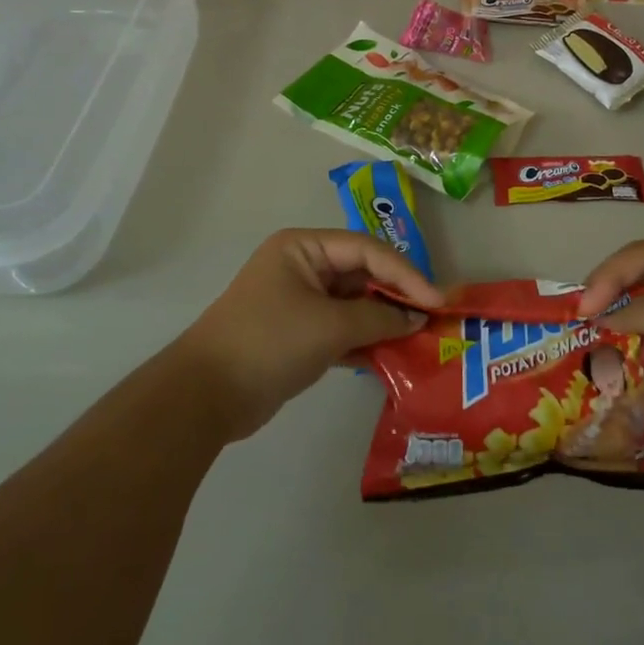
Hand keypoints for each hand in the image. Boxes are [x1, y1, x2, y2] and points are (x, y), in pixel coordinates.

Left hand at [175, 228, 444, 440]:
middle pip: (362, 274)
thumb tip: (416, 320)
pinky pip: (342, 329)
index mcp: (303, 247)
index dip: (406, 273)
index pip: (367, 250)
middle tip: (433, 317)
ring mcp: (299, 301)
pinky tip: (392, 355)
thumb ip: (378, 319)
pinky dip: (364, 340)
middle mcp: (302, 267)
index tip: (437, 299)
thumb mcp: (329, 326)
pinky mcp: (298, 334)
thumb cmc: (269, 342)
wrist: (206, 396)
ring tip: (420, 338)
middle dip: (397, 296)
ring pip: (354, 304)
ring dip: (384, 321)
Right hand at [580, 240, 643, 452]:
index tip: (585, 306)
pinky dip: (627, 349)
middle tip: (578, 319)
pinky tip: (606, 360)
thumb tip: (595, 317)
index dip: (610, 275)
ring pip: (639, 312)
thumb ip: (639, 313)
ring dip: (615, 325)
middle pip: (638, 280)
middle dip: (608, 297)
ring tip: (585, 339)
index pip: (643, 255)